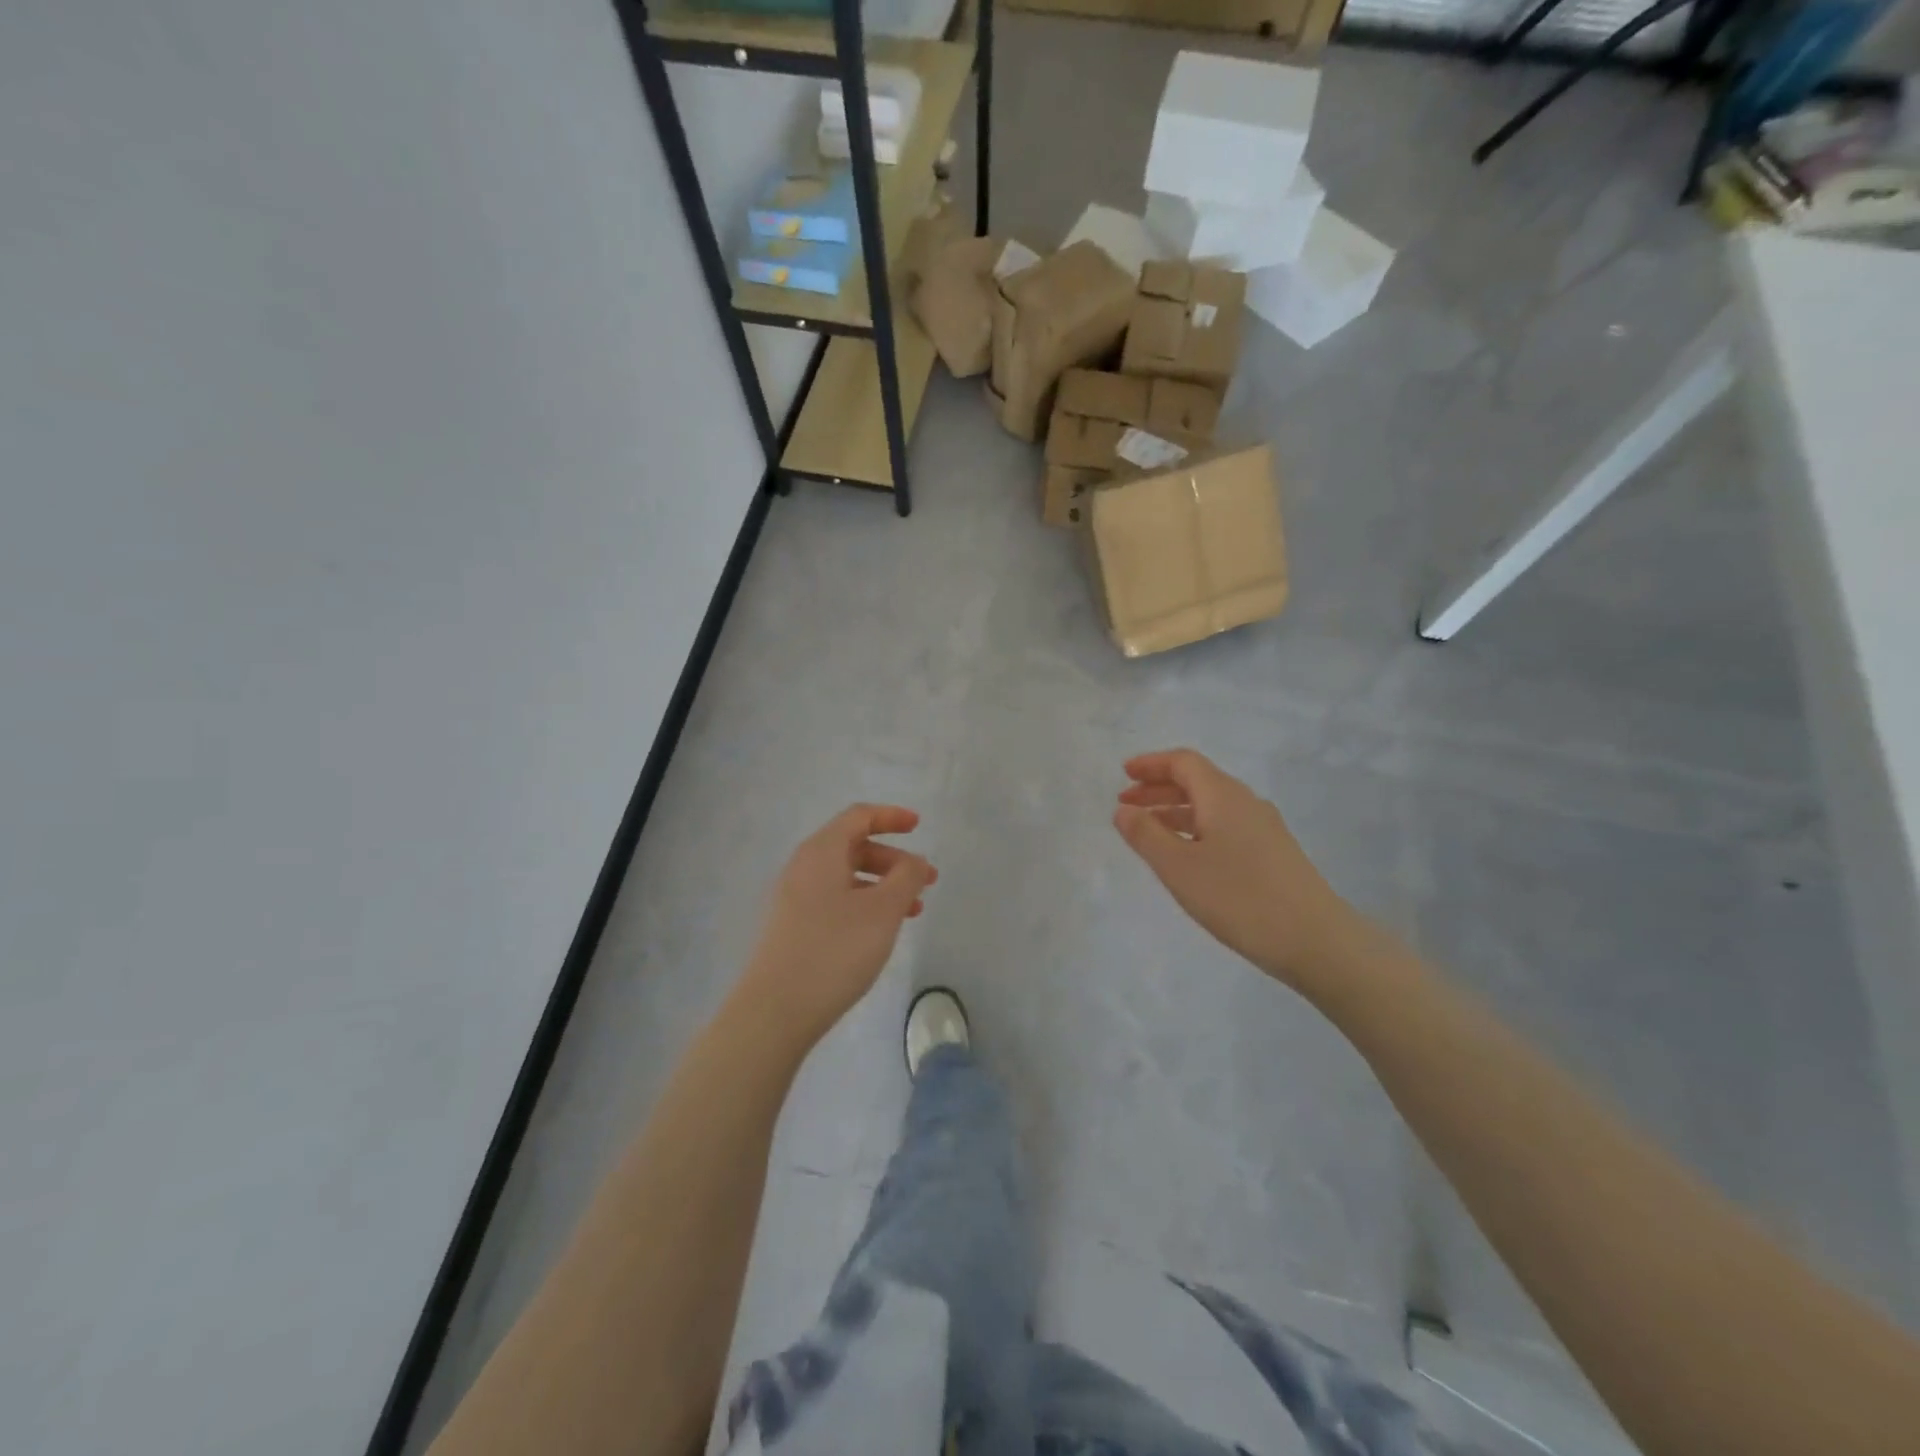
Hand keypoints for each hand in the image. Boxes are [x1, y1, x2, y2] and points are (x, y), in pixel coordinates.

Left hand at [738, 804, 935, 1045]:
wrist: (775, 1009)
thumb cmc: (835, 950)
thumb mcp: (883, 910)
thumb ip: (906, 877)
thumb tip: (915, 861)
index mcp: (821, 851)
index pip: (858, 817)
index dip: (891, 817)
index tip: (919, 826)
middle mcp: (803, 867)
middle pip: (853, 846)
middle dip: (894, 859)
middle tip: (926, 881)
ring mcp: (794, 898)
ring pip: (846, 877)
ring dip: (882, 885)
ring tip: (913, 910)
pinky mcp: (792, 926)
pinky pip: (835, 900)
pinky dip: (864, 904)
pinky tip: (881, 931)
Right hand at [1113, 749, 1364, 995]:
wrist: (1315, 940)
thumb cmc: (1239, 898)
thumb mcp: (1178, 867)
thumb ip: (1146, 835)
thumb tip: (1123, 810)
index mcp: (1223, 796)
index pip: (1183, 762)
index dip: (1151, 764)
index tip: (1123, 774)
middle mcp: (1245, 802)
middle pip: (1198, 781)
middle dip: (1158, 788)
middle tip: (1126, 804)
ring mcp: (1264, 828)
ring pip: (1211, 806)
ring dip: (1176, 811)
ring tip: (1148, 831)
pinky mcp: (1273, 853)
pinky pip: (1225, 825)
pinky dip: (1196, 829)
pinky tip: (1187, 855)